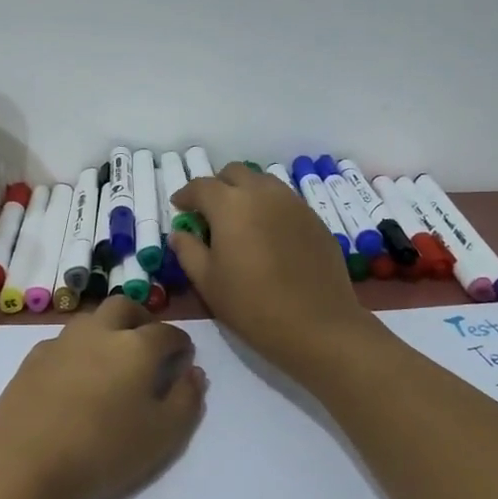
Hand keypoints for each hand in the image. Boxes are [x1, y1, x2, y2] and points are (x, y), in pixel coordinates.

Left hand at [0, 295, 206, 498]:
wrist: (23, 463)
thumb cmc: (102, 450)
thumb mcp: (162, 435)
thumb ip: (187, 400)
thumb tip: (194, 373)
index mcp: (136, 346)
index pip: (167, 332)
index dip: (180, 342)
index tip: (184, 356)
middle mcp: (99, 332)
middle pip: (124, 307)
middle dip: (142, 319)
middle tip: (149, 343)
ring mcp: (62, 342)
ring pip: (91, 320)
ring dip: (108, 329)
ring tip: (113, 358)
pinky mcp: (33, 358)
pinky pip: (64, 341)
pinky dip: (79, 349)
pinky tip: (76, 375)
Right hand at [170, 163, 377, 382]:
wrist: (318, 325)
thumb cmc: (252, 305)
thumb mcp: (208, 283)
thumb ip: (188, 251)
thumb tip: (180, 233)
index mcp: (230, 204)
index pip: (201, 186)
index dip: (186, 195)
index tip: (179, 207)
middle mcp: (262, 193)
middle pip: (235, 173)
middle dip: (218, 186)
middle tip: (210, 212)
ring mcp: (293, 203)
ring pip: (263, 182)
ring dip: (246, 192)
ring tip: (240, 220)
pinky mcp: (315, 218)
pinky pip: (285, 201)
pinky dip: (270, 207)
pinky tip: (268, 235)